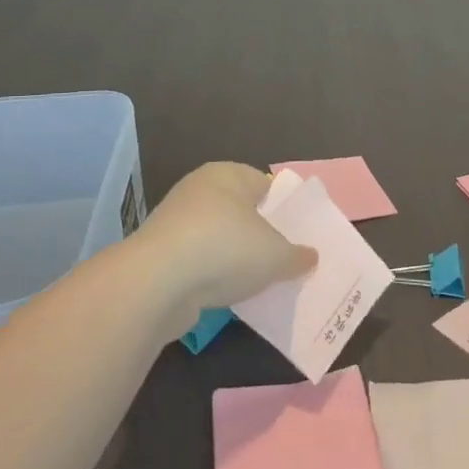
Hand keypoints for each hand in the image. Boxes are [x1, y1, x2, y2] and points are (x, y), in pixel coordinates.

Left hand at [135, 162, 316, 319]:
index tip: (299, 234)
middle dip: (260, 234)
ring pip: (219, 237)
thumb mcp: (275, 255)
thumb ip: (296, 255)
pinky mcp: (161, 254)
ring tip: (260, 281)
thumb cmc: (225, 249)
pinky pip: (199, 261)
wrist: (157, 283)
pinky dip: (213, 275)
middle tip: (284, 258)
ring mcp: (176, 221)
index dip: (284, 208)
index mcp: (229, 174)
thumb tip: (310, 256)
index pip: (265, 184)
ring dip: (235, 257)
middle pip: (241, 211)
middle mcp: (200, 189)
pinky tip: (229, 294)